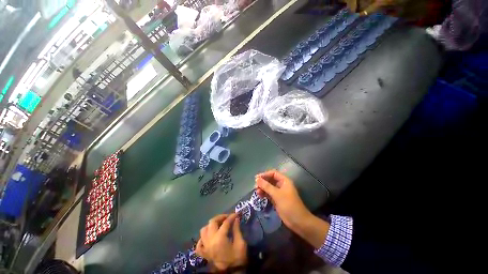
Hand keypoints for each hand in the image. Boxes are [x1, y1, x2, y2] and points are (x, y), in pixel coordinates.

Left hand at [196, 214, 247, 271]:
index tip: (236, 214)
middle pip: (212, 222)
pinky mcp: (203, 254)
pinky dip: (203, 238)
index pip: (225, 223)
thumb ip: (237, 229)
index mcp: (220, 238)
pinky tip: (209, 236)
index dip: (231, 217)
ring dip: (211, 225)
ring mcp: (205, 247)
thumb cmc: (237, 259)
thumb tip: (236, 218)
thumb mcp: (240, 243)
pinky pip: (199, 243)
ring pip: (204, 230)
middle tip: (227, 217)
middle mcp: (210, 241)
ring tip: (219, 225)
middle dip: (220, 217)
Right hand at [255, 170, 312, 231]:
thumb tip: (257, 179)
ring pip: (268, 187)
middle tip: (255, 186)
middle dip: (263, 182)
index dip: (265, 174)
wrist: (298, 221)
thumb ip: (266, 186)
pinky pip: (269, 194)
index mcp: (284, 181)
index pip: (273, 173)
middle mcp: (281, 185)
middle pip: (270, 179)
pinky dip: (264, 193)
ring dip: (262, 188)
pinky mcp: (277, 199)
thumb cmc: (289, 205)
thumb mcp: (277, 194)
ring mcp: (279, 192)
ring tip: (256, 192)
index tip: (257, 178)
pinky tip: (259, 195)